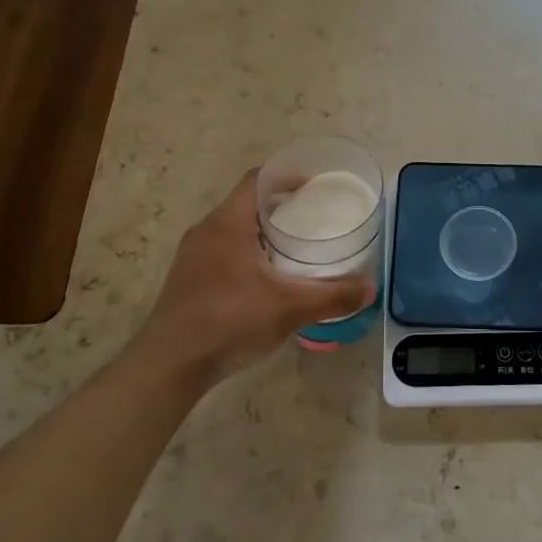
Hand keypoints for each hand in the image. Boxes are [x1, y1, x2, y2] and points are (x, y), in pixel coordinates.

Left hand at [136, 170, 374, 387]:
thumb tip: (371, 288)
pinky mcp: (187, 280)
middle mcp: (206, 230)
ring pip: (233, 229)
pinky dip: (247, 253)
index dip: (286, 176)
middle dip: (280, 206)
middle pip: (246, 203)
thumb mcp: (290, 307)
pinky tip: (265, 280)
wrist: (170, 365)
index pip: (257, 179)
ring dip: (262, 232)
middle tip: (313, 218)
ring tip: (294, 248)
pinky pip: (222, 252)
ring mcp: (192, 256)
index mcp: (228, 222)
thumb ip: (333, 296)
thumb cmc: (229, 321)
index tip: (314, 186)